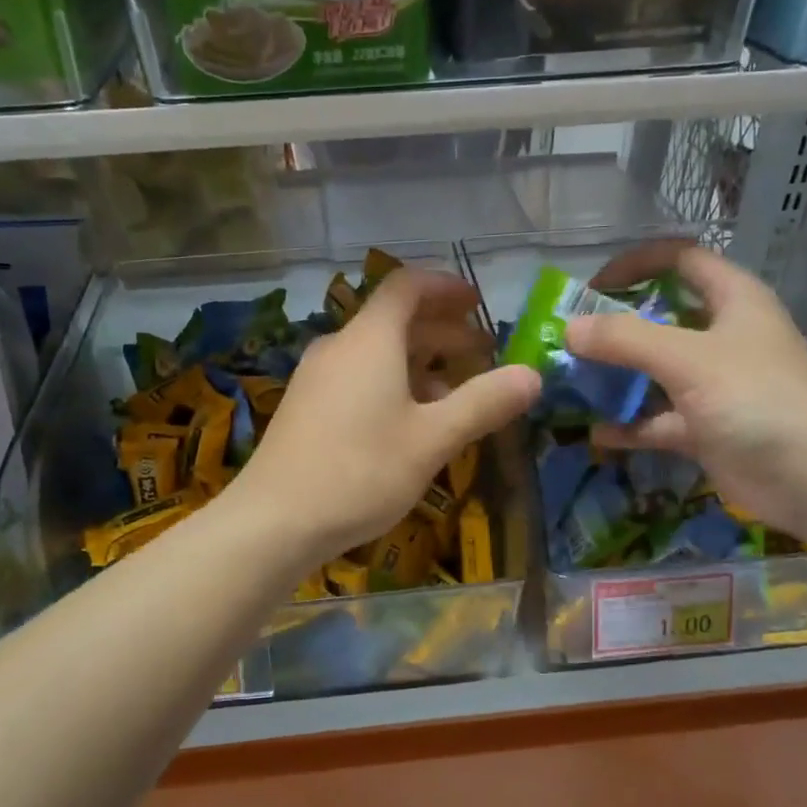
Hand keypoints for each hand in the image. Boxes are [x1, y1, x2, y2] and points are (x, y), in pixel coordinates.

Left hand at [231, 268, 540, 563]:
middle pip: (395, 320)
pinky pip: (357, 377)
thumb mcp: (432, 439)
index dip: (446, 287)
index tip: (478, 303)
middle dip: (442, 331)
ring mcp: (317, 377)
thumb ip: (483, 403)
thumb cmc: (360, 472)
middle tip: (482, 353)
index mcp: (370, 339)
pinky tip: (409, 422)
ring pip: (376, 353)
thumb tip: (533, 375)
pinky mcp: (306, 406)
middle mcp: (339, 346)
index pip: (408, 286)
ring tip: (454, 392)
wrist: (274, 520)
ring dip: (419, 362)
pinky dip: (392, 383)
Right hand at [566, 243, 806, 537]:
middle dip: (616, 327)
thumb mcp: (687, 358)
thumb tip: (569, 329)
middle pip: (661, 318)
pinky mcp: (707, 428)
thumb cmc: (756, 398)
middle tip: (572, 340)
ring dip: (617, 377)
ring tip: (573, 383)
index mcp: (732, 300)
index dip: (637, 264)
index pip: (681, 260)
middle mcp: (723, 337)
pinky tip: (597, 433)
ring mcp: (715, 385)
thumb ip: (625, 339)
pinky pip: (659, 420)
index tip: (592, 286)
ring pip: (656, 371)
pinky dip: (631, 425)